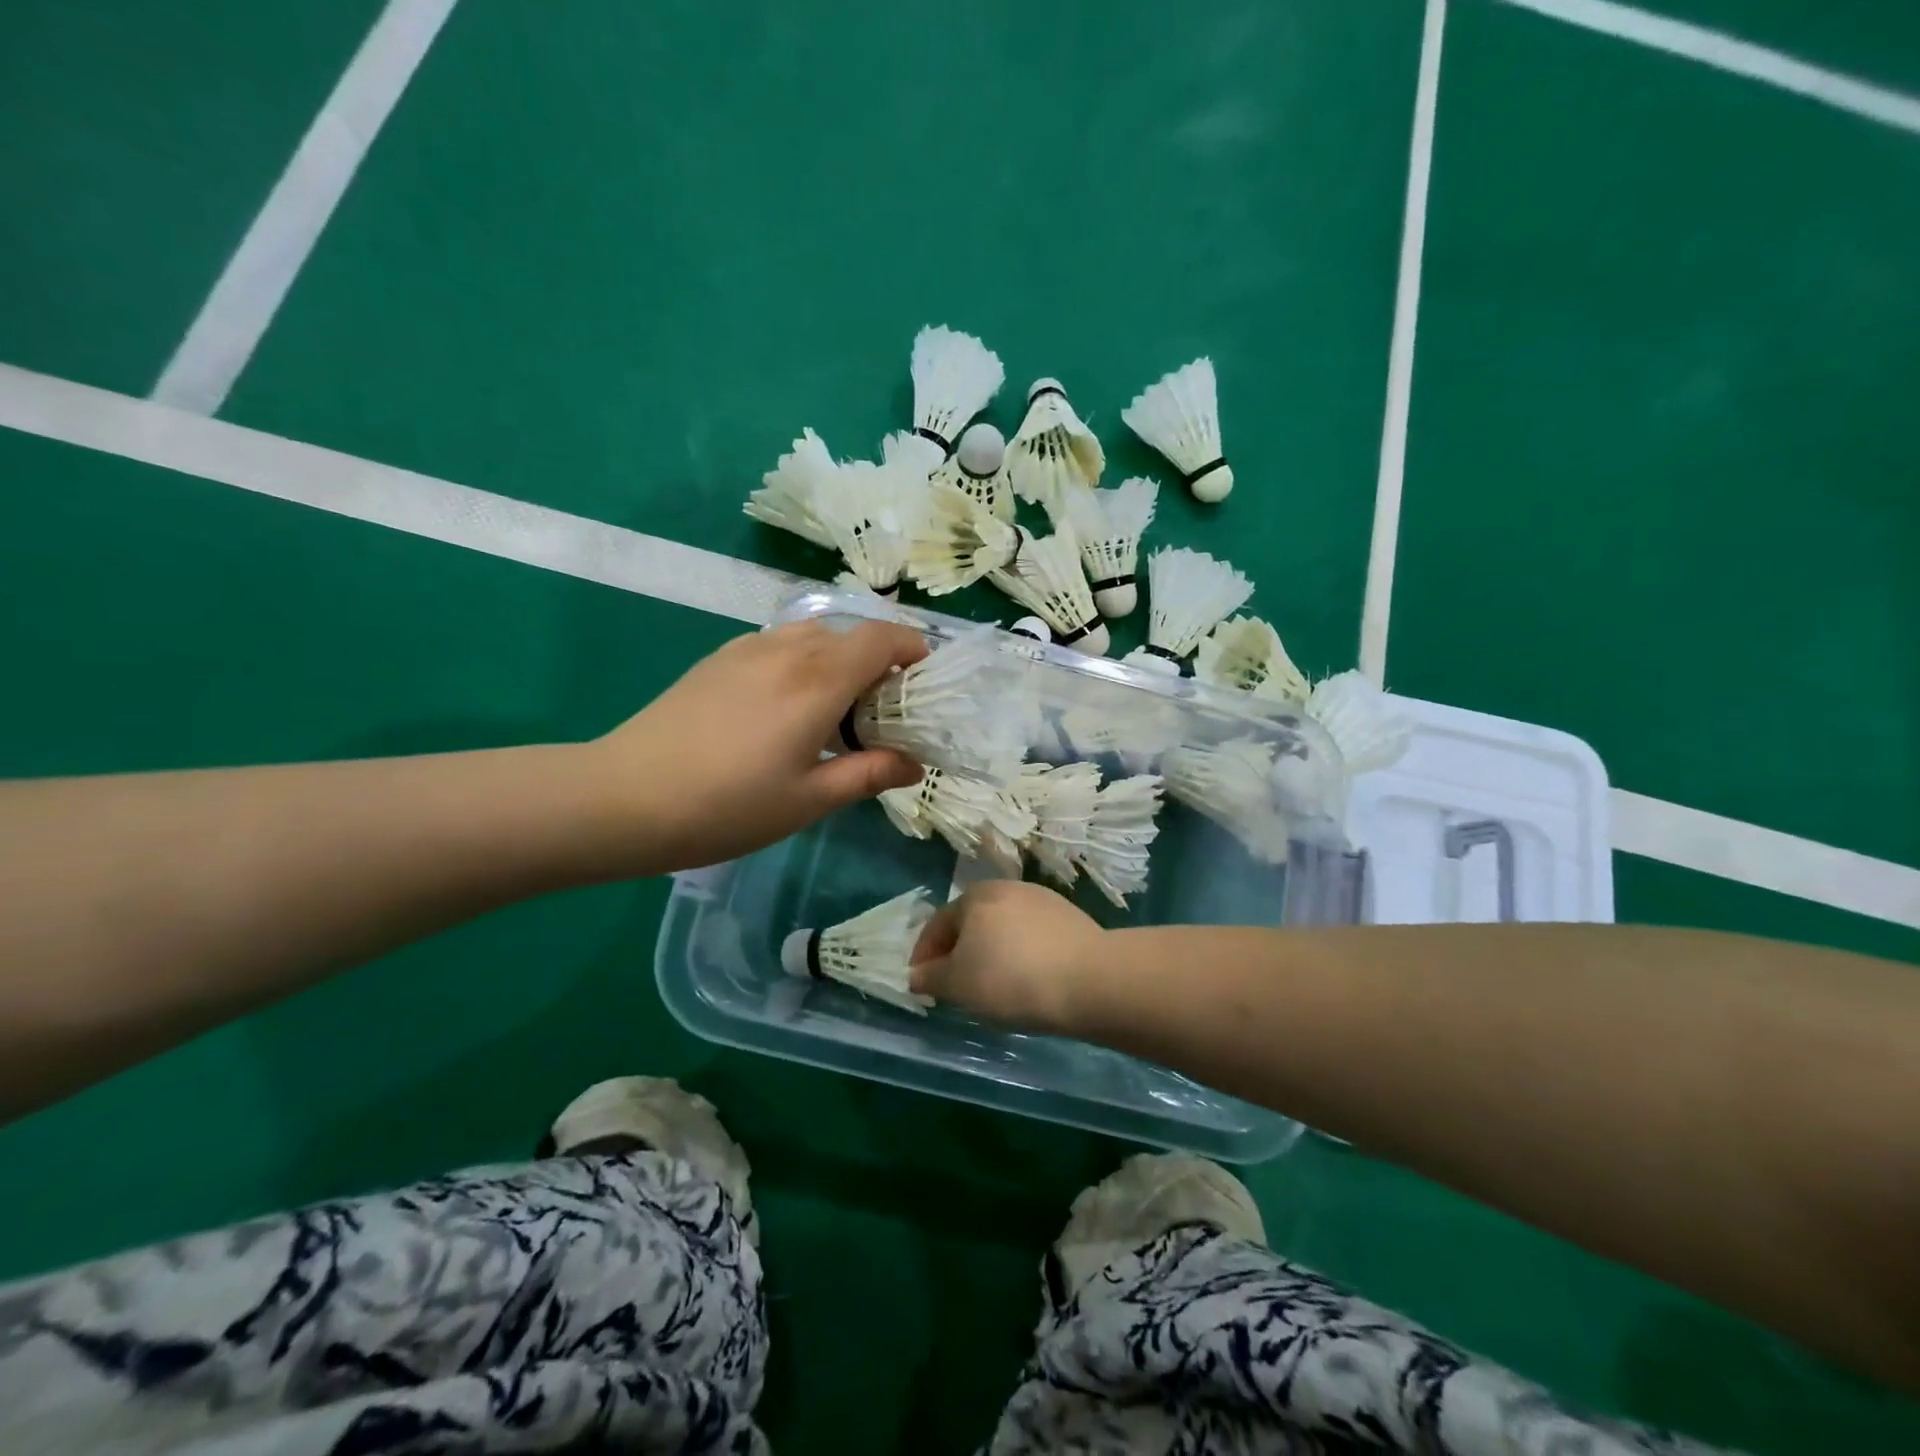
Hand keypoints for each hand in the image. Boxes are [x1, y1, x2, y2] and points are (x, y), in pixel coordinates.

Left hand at [599, 618, 926, 872]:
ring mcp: (747, 649)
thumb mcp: (808, 800)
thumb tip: (913, 764)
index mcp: (818, 682)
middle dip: (878, 662)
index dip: (911, 649)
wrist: (625, 797)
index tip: (922, 681)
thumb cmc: (727, 807)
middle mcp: (787, 650)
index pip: (881, 639)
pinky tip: (785, 705)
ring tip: (834, 709)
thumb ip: (868, 774)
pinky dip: (802, 660)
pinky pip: (778, 643)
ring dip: (838, 659)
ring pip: (813, 635)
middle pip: (850, 634)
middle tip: (881, 712)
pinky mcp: (718, 659)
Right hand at [910, 880, 1105, 1033]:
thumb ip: (931, 977)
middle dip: (959, 953)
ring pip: (1003, 929)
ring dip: (991, 954)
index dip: (924, 956)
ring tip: (993, 987)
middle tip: (956, 986)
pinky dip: (1020, 956)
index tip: (921, 984)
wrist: (1090, 979)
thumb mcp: (959, 985)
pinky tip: (1028, 981)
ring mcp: (1042, 900)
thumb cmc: (1012, 979)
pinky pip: (1031, 938)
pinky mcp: (1069, 918)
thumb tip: (916, 974)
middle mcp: (1006, 888)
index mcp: (974, 896)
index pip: (937, 924)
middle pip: (971, 923)